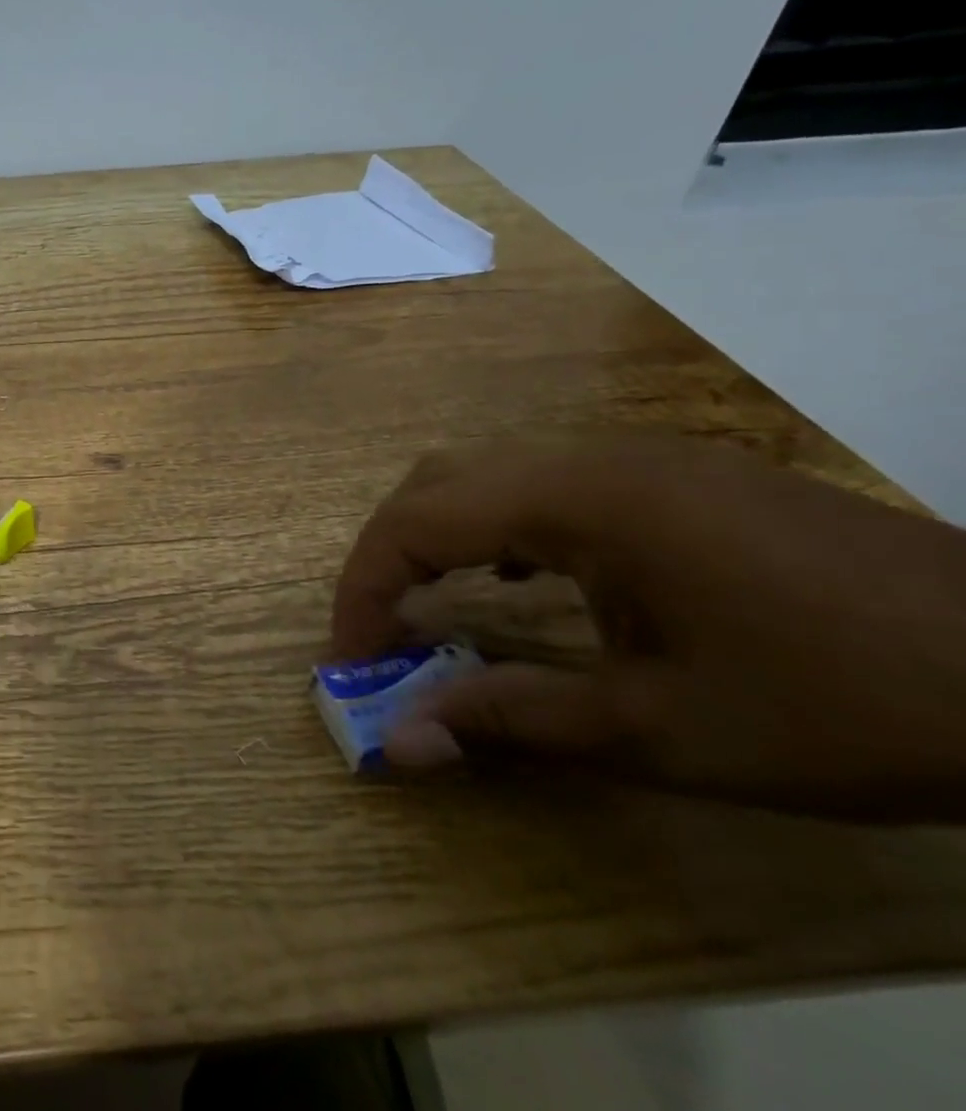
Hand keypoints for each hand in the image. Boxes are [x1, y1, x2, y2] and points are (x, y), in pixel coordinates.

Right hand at [332, 436, 965, 819]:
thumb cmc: (846, 703)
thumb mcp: (665, 731)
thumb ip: (513, 720)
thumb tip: (401, 740)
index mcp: (577, 498)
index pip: (416, 522)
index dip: (364, 589)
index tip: (352, 661)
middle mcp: (589, 457)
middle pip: (436, 483)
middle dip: (388, 557)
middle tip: (379, 634)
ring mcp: (634, 460)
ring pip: (485, 476)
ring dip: (438, 540)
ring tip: (429, 611)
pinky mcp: (671, 479)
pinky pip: (541, 486)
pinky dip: (496, 531)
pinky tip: (520, 583)